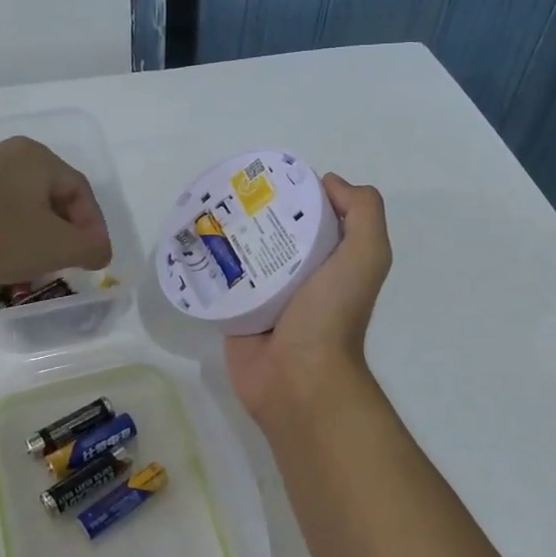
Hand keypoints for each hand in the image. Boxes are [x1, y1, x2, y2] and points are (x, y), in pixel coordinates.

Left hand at [0, 137, 112, 298]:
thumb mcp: (58, 247)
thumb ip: (91, 248)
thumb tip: (99, 251)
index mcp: (36, 156)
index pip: (80, 190)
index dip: (94, 226)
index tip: (94, 258)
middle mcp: (3, 153)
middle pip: (48, 193)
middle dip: (63, 228)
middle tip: (66, 259)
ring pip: (16, 202)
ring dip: (32, 231)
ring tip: (32, 263)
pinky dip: (1, 232)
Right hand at [224, 175, 391, 426]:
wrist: (298, 379)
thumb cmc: (332, 315)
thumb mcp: (366, 256)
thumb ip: (363, 212)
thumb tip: (329, 182)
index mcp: (331, 259)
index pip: (313, 215)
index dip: (296, 193)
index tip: (269, 177)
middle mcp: (300, 274)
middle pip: (274, 231)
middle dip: (253, 211)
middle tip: (225, 192)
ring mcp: (266, 295)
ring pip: (244, 254)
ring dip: (226, 234)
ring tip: (201, 211)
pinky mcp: (237, 312)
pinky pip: (220, 281)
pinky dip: (207, 264)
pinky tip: (189, 242)